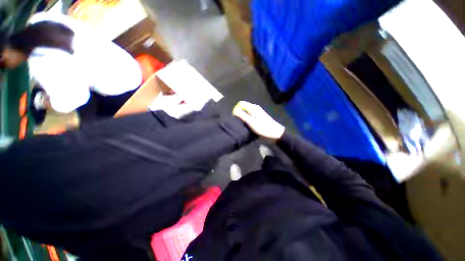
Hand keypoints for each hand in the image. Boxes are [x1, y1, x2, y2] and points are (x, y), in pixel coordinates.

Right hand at [233, 101, 284, 140]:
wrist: (275, 133)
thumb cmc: (263, 127)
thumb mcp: (251, 122)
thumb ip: (242, 115)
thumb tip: (234, 111)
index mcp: (253, 107)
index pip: (241, 104)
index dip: (236, 109)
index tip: (234, 117)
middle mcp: (255, 108)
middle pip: (243, 108)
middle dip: (239, 113)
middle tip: (237, 122)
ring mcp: (257, 113)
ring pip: (246, 112)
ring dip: (242, 117)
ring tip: (241, 124)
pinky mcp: (258, 118)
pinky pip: (249, 116)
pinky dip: (246, 119)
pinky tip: (246, 125)